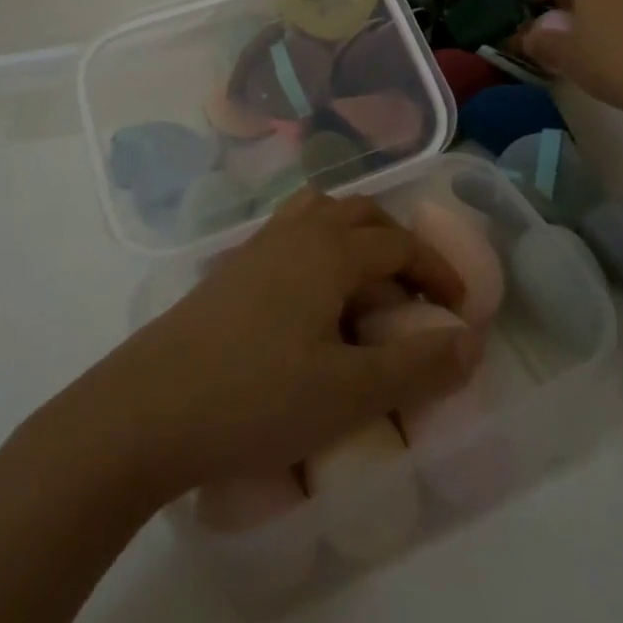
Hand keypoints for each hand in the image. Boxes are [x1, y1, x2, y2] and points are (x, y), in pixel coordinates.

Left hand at [74, 191, 482, 503]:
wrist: (148, 408)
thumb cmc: (255, 399)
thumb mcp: (348, 394)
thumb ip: (416, 366)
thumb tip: (473, 341)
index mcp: (329, 250)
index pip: (399, 245)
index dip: (437, 272)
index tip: (460, 311)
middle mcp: (296, 231)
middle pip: (361, 215)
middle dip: (399, 247)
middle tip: (418, 296)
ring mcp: (258, 245)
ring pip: (321, 215)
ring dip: (356, 238)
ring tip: (368, 286)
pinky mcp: (232, 267)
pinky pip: (291, 234)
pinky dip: (320, 248)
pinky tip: (312, 299)